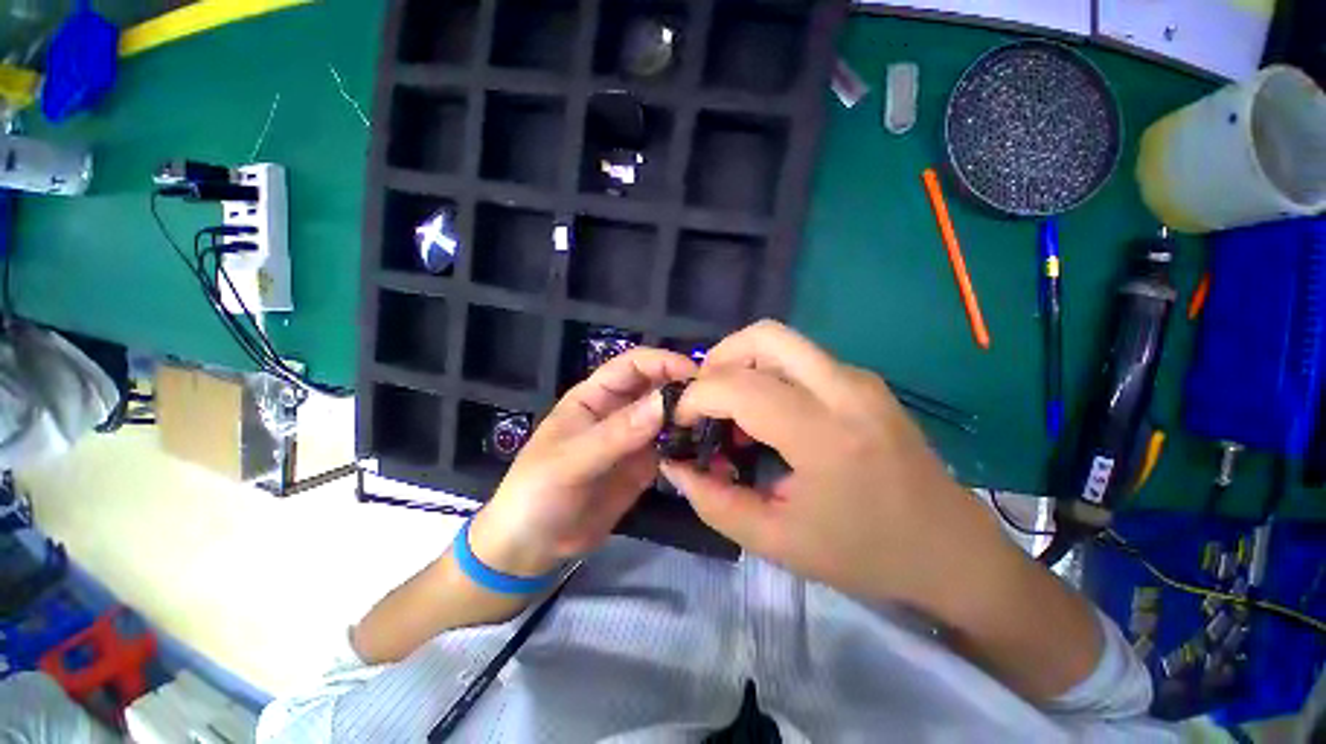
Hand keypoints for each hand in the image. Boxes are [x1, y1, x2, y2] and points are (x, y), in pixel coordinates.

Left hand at [470, 348, 696, 577]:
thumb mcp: (572, 460)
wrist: (533, 546)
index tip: (696, 375)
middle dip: (684, 389)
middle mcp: (619, 410)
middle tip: (716, 403)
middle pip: (657, 387)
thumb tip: (666, 402)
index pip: (633, 365)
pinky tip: (709, 452)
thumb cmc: (538, 492)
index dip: (662, 362)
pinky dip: (689, 447)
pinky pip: (671, 448)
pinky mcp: (645, 465)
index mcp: (595, 396)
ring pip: (668, 417)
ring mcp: (634, 439)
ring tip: (721, 426)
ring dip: (690, 418)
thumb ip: (617, 433)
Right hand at [661, 321, 1016, 615]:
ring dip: (742, 363)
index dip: (696, 397)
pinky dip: (768, 371)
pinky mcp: (865, 382)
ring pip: (782, 341)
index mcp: (825, 435)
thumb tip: (676, 466)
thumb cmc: (866, 554)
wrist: (952, 551)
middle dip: (718, 359)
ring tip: (729, 405)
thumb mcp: (778, 541)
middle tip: (703, 398)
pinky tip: (766, 411)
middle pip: (764, 336)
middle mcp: (845, 390)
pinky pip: (801, 358)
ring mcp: (860, 380)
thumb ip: (715, 503)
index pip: (739, 386)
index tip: (682, 421)